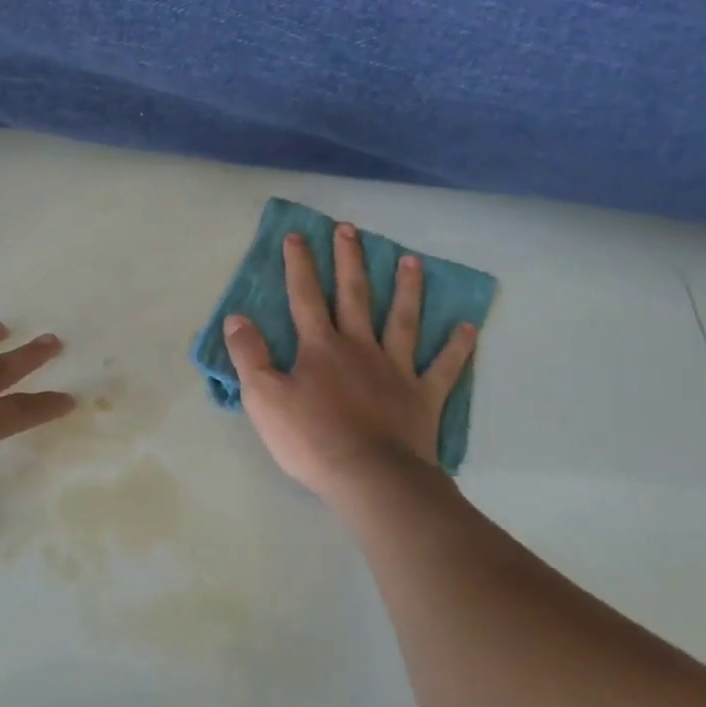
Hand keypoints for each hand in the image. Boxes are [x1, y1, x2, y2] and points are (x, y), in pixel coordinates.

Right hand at [224, 223, 475, 502]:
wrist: (370, 477)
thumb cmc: (312, 439)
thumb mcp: (264, 398)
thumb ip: (250, 355)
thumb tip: (237, 318)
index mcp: (320, 347)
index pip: (306, 296)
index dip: (300, 265)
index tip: (298, 235)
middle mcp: (359, 346)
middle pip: (354, 295)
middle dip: (350, 260)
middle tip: (350, 229)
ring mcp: (396, 368)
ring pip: (403, 319)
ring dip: (407, 288)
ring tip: (411, 260)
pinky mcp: (423, 395)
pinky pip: (444, 367)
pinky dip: (457, 347)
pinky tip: (468, 327)